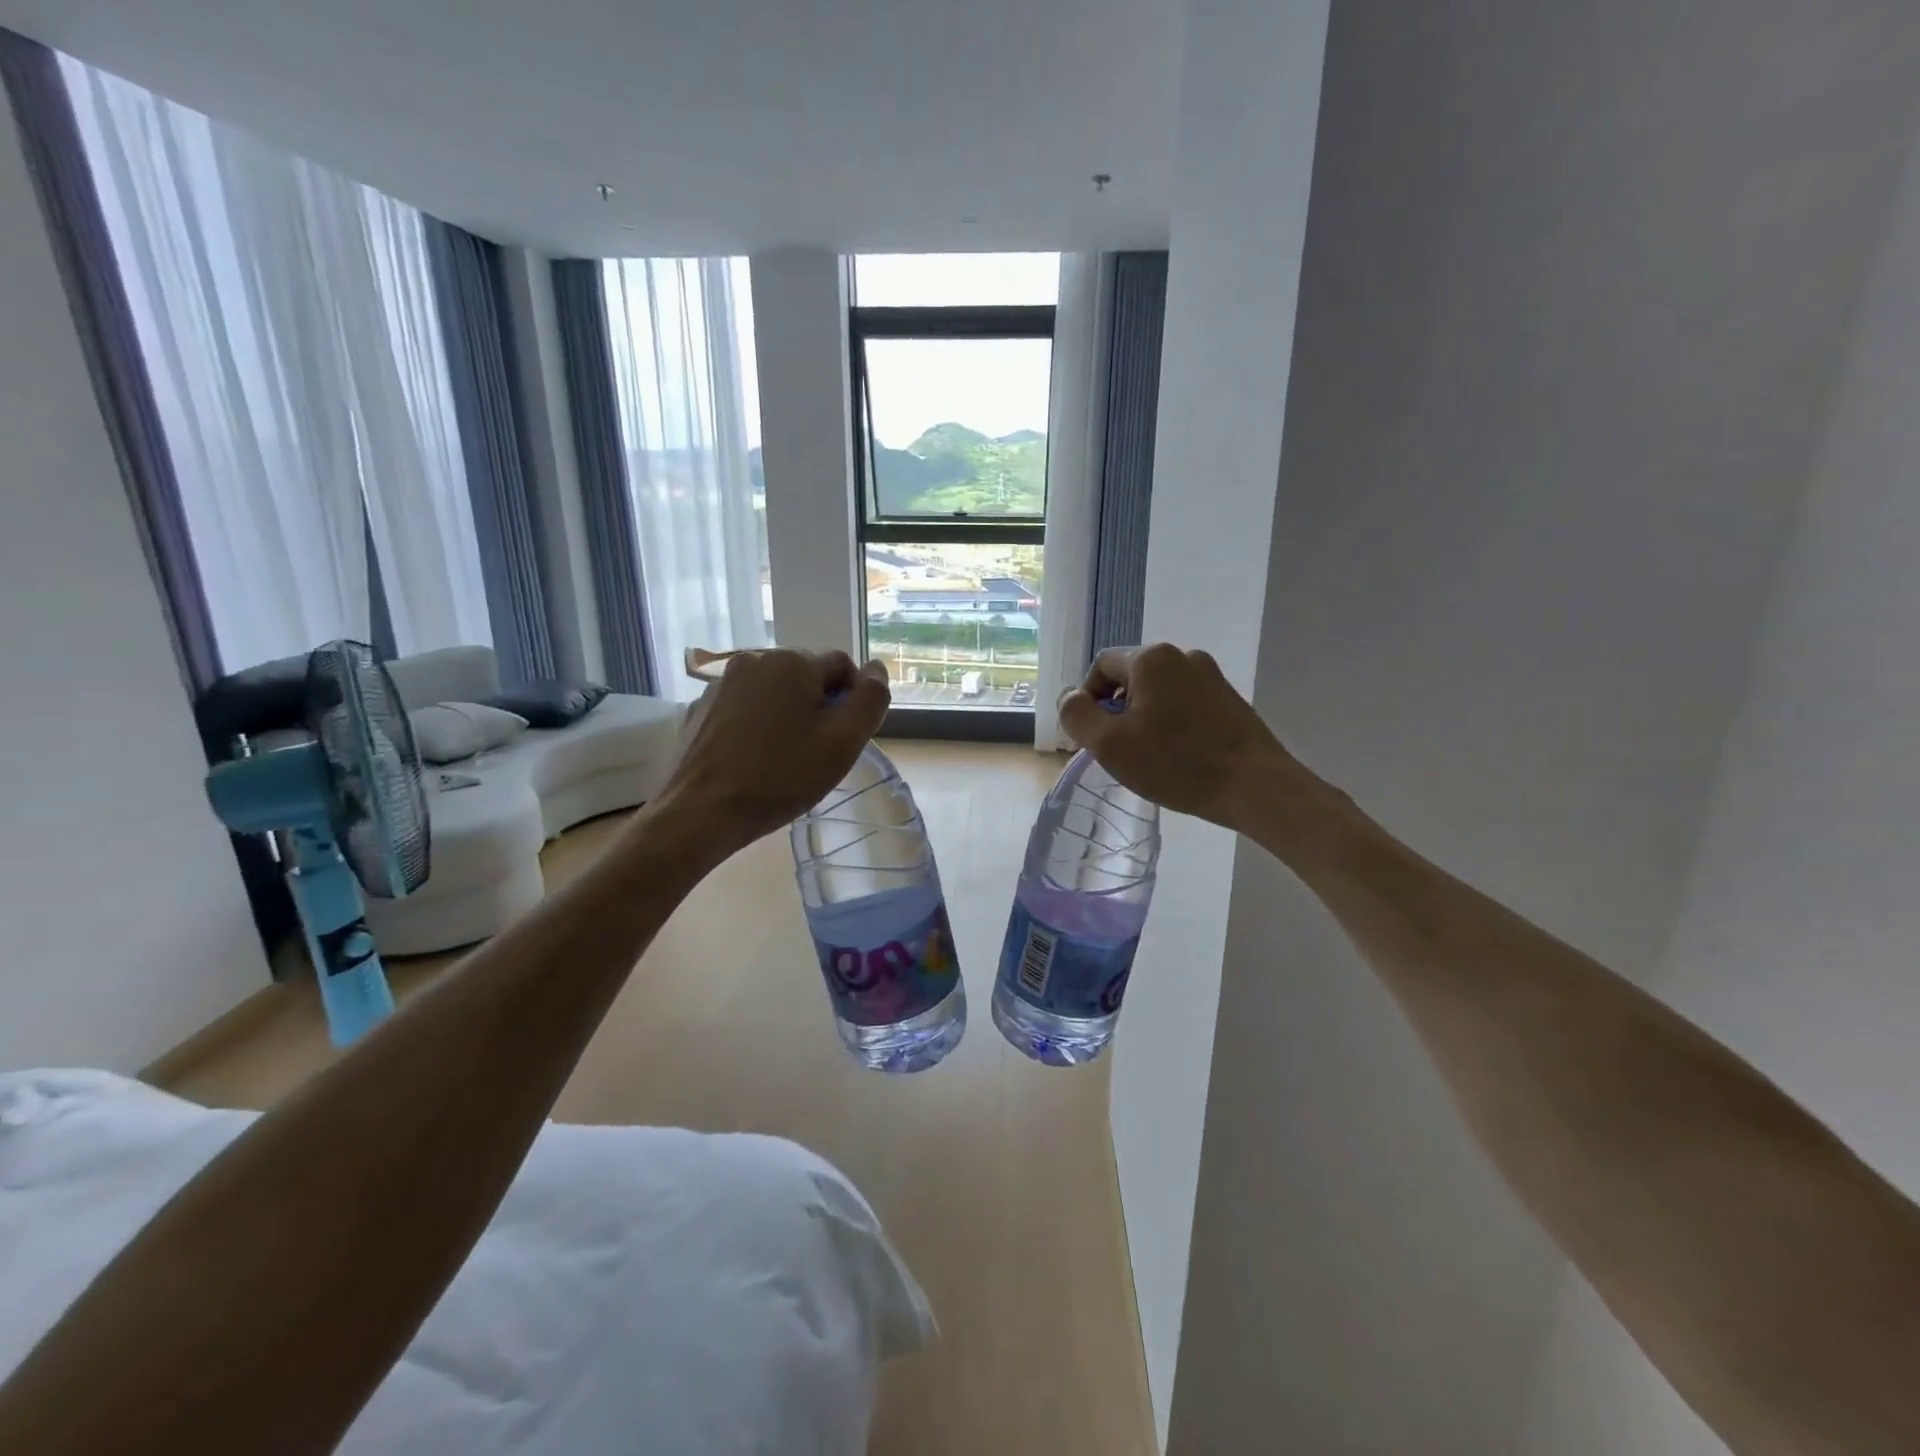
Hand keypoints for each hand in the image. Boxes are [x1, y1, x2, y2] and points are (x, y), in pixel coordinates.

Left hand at [662, 649, 890, 848]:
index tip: (842, 739)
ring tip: (783, 758)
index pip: (843, 666)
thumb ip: (871, 698)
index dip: (852, 702)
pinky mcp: (702, 707)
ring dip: (788, 715)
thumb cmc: (782, 776)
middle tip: (816, 752)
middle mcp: (755, 659)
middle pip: (806, 676)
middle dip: (818, 707)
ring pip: (774, 692)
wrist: (703, 811)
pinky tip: (753, 759)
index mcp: (792, 661)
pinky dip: (757, 725)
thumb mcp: (844, 741)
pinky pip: (745, 707)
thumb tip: (876, 669)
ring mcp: (722, 683)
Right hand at [1057, 644, 1298, 832]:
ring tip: (1150, 756)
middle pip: (1131, 677)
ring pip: (1159, 692)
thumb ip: (1078, 715)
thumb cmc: (1177, 764)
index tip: (1094, 737)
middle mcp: (1183, 656)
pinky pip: (1185, 703)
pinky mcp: (1230, 699)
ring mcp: (1212, 676)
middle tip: (1119, 750)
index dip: (1088, 700)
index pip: (1101, 667)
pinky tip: (1179, 755)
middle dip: (1117, 710)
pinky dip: (1172, 723)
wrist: (1256, 786)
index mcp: (1151, 659)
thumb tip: (1070, 697)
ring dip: (1144, 718)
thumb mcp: (1110, 745)